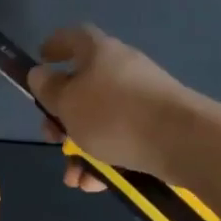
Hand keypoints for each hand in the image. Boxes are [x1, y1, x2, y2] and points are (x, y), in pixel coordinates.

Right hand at [27, 25, 192, 191]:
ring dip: (80, 148)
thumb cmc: (114, 115)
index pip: (74, 37)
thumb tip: (40, 74)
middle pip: (83, 87)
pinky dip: (104, 160)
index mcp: (99, 53)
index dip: (55, 45)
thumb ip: (48, 90)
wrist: (181, 141)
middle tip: (51, 137)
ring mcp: (142, 99)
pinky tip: (96, 183)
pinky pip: (121, 140)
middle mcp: (122, 70)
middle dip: (62, 117)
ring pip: (100, 121)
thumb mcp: (68, 103)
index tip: (41, 59)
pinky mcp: (156, 126)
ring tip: (73, 176)